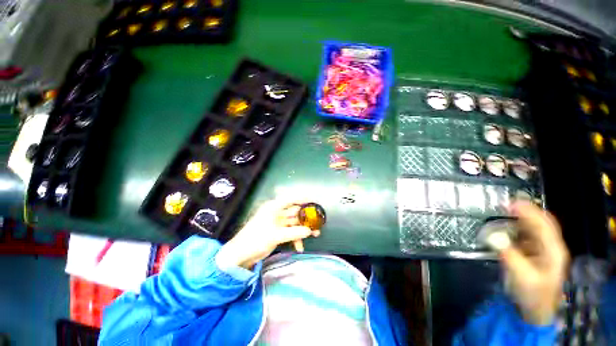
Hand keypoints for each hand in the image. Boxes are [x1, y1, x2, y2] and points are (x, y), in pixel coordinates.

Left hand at [216, 199, 320, 269]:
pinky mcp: (278, 232)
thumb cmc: (256, 239)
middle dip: (306, 218)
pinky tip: (299, 247)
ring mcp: (278, 223)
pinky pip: (290, 232)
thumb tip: (309, 231)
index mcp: (274, 207)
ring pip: (294, 223)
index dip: (303, 198)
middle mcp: (277, 213)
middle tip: (318, 222)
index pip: (291, 199)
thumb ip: (294, 233)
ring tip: (316, 234)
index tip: (314, 201)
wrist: (241, 255)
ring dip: (303, 229)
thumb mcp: (276, 235)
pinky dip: (296, 238)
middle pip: (295, 212)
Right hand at [500, 202, 569, 324]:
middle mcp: (551, 247)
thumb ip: (509, 254)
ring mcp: (544, 251)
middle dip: (527, 212)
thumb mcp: (521, 276)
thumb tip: (493, 236)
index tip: (511, 202)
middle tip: (508, 204)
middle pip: (542, 224)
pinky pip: (528, 236)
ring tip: (506, 212)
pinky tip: (508, 227)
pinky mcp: (535, 255)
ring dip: (522, 219)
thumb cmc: (532, 294)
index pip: (543, 225)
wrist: (535, 311)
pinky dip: (518, 228)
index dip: (529, 212)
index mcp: (553, 251)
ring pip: (535, 229)